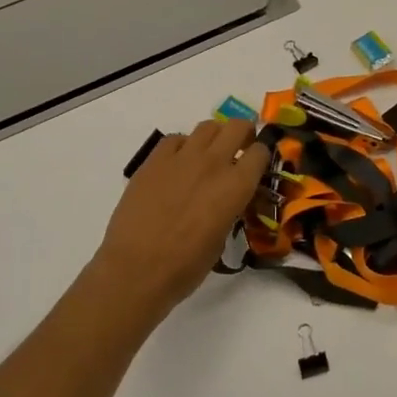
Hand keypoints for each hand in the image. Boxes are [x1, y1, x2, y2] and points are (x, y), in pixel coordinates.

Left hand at [88, 118, 270, 328]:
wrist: (135, 270)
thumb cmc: (185, 267)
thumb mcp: (222, 239)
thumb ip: (230, 210)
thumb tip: (226, 201)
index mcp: (236, 186)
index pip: (260, 152)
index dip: (261, 156)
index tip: (256, 166)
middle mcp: (213, 163)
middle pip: (237, 126)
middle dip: (243, 134)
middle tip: (239, 149)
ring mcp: (181, 158)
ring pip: (207, 126)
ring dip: (214, 137)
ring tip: (209, 154)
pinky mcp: (153, 161)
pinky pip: (174, 139)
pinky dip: (182, 146)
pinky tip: (178, 165)